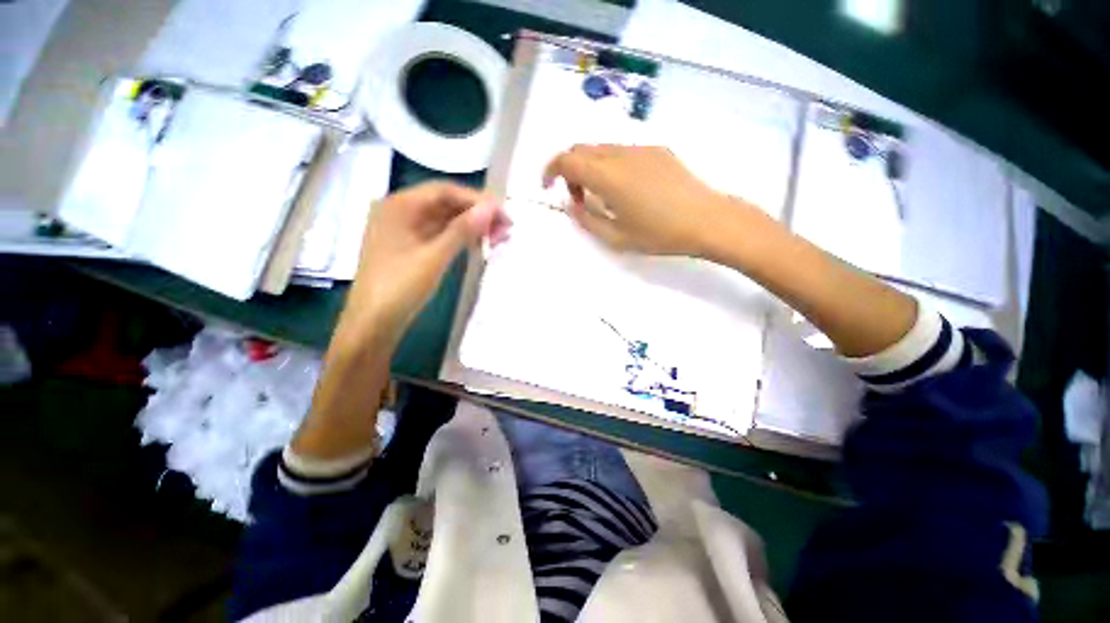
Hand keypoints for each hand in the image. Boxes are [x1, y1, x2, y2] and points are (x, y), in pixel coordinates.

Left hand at [340, 182, 509, 341]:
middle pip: (445, 203)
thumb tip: (491, 207)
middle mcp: (400, 211)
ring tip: (499, 237)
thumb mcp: (435, 257)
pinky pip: (439, 234)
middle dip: (476, 213)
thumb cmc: (400, 287)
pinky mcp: (410, 247)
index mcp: (399, 205)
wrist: (373, 323)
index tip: (504, 214)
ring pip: (444, 219)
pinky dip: (460, 237)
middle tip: (506, 228)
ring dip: (471, 226)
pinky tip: (478, 243)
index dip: (477, 200)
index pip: (445, 191)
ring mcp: (405, 230)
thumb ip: (463, 229)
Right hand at [542, 144, 738, 256]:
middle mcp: (621, 154)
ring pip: (602, 149)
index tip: (548, 187)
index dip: (550, 170)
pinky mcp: (658, 150)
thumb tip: (571, 205)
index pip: (566, 160)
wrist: (707, 220)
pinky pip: (623, 151)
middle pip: (582, 149)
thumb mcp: (615, 237)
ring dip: (591, 167)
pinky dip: (611, 165)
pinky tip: (627, 189)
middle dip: (570, 170)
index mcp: (607, 175)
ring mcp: (641, 149)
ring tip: (603, 196)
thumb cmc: (659, 234)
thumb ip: (586, 219)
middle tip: (578, 197)